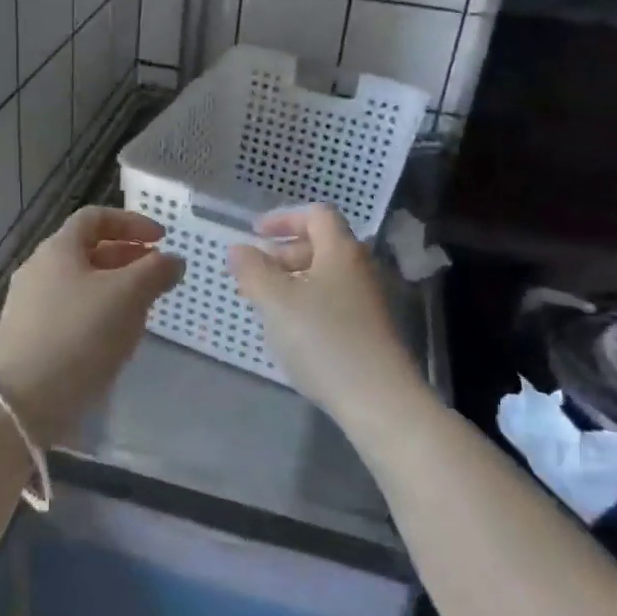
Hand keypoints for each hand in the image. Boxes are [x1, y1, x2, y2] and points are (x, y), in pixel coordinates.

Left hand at [0, 207, 183, 442]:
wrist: (22, 401)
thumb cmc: (79, 335)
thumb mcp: (127, 296)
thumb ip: (155, 271)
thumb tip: (173, 259)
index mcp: (58, 249)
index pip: (95, 218)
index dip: (131, 222)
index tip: (161, 240)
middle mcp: (39, 269)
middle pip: (89, 251)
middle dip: (128, 258)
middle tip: (158, 275)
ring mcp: (31, 305)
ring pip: (82, 284)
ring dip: (116, 288)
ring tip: (144, 308)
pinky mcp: (32, 337)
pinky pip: (72, 312)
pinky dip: (99, 314)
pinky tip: (116, 338)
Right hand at [228, 204, 423, 427]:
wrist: (379, 400)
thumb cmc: (323, 339)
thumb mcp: (276, 301)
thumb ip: (252, 270)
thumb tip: (238, 248)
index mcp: (341, 251)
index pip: (317, 215)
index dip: (284, 218)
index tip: (255, 234)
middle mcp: (359, 269)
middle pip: (321, 244)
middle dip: (283, 252)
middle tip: (254, 272)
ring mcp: (367, 301)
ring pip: (325, 276)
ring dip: (292, 280)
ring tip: (264, 303)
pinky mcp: (368, 331)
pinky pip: (332, 302)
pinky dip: (306, 303)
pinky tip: (289, 330)